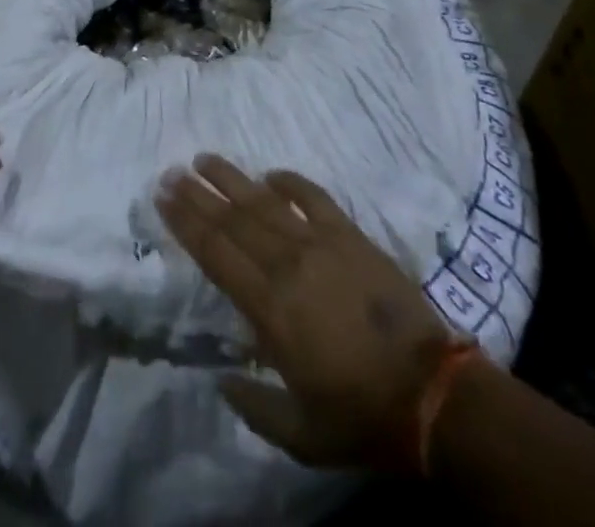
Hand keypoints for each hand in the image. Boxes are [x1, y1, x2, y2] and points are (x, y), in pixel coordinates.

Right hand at [157, 155, 455, 471]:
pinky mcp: (351, 236)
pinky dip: (291, 182)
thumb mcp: (299, 435)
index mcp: (268, 308)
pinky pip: (314, 198)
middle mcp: (287, 265)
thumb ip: (253, 405)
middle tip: (172, 171)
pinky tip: (271, 173)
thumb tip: (221, 377)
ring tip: (206, 160)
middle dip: (198, 194)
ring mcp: (320, 245)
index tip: (163, 197)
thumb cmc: (359, 416)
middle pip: (233, 219)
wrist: (431, 394)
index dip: (186, 222)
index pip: (215, 252)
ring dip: (233, 178)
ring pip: (265, 201)